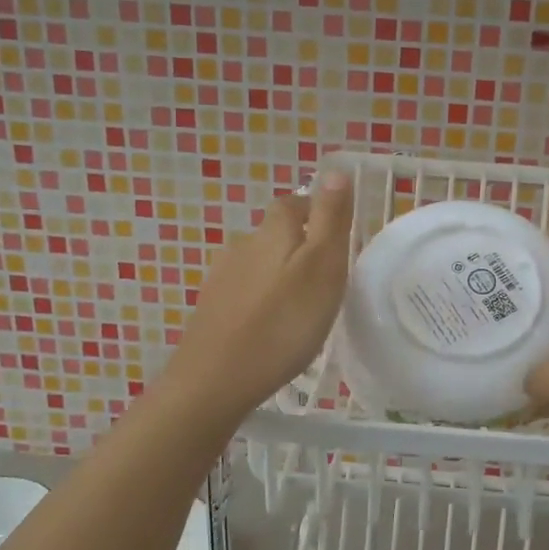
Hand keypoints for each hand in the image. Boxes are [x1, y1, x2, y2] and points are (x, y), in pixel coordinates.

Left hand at [160, 174, 353, 416]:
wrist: (215, 379)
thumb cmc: (282, 323)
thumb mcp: (322, 267)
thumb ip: (330, 219)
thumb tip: (335, 170)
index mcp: (272, 231)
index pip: (295, 203)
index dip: (317, 212)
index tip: (338, 238)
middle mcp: (242, 245)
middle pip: (275, 233)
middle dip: (299, 246)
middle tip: (326, 278)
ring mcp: (220, 277)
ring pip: (258, 263)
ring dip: (279, 274)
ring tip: (300, 306)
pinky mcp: (210, 308)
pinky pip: (244, 292)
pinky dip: (261, 300)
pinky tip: (270, 326)